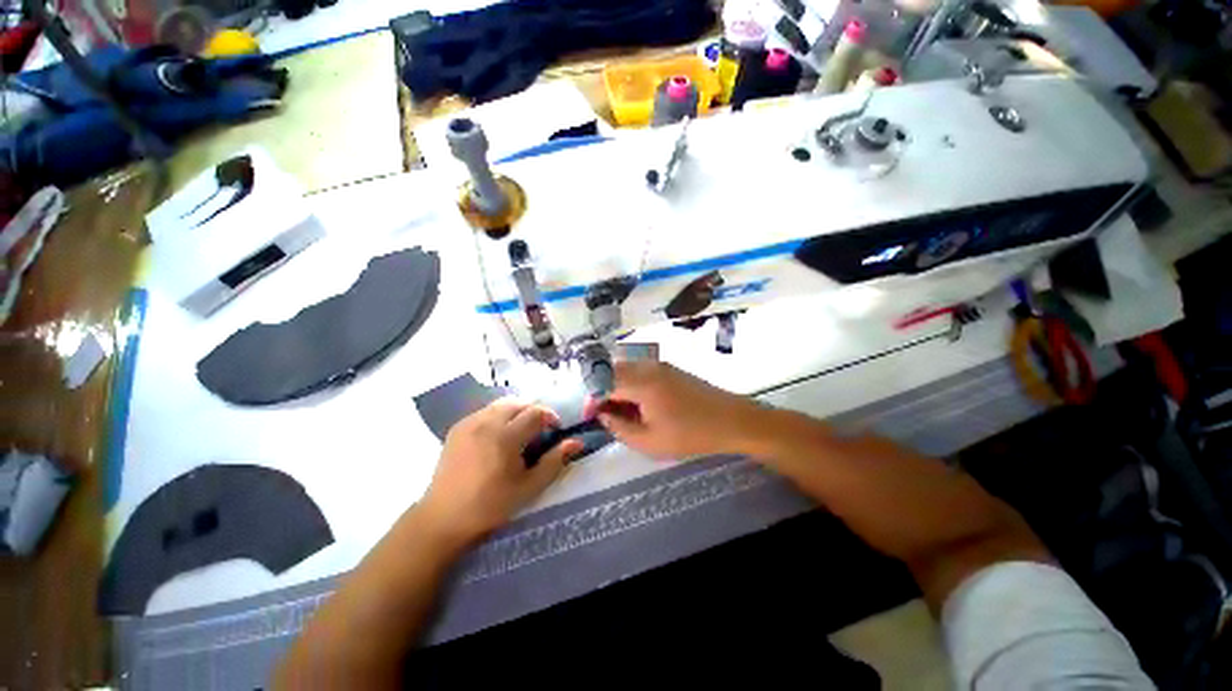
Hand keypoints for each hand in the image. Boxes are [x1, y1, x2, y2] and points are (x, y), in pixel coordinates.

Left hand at [419, 399, 581, 544]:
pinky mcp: (457, 428)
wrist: (443, 519)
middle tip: (539, 430)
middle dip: (534, 411)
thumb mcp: (528, 487)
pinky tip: (498, 435)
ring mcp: (469, 423)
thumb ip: (554, 461)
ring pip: (501, 404)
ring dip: (516, 411)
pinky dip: (498, 415)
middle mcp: (486, 423)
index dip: (550, 417)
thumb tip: (577, 442)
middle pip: (518, 402)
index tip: (555, 430)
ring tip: (520, 431)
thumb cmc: (490, 506)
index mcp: (505, 437)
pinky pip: (485, 411)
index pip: (536, 413)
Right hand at [592, 361, 765, 459]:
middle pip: (613, 371)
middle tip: (607, 415)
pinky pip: (641, 371)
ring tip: (624, 413)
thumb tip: (603, 415)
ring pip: (627, 370)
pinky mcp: (670, 368)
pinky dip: (632, 384)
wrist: (732, 420)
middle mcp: (648, 367)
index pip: (604, 382)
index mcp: (642, 383)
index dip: (593, 399)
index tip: (591, 416)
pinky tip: (641, 405)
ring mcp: (661, 365)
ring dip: (618, 387)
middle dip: (603, 391)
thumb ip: (619, 428)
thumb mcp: (650, 441)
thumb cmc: (691, 434)